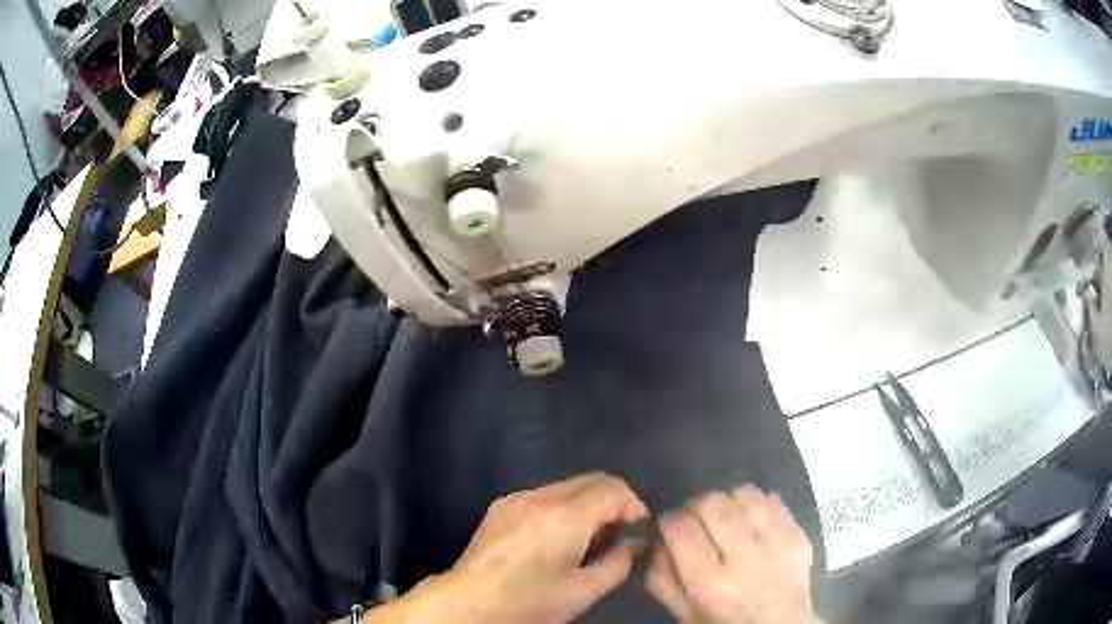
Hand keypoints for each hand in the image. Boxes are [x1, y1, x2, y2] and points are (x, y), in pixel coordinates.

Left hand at [368, 472, 647, 623]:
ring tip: (588, 539)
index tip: (637, 531)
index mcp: (563, 516)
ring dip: (588, 504)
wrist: (468, 602)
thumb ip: (619, 563)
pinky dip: (564, 507)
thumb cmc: (528, 602)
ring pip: (569, 485)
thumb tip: (636, 543)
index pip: (613, 488)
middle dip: (614, 502)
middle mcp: (539, 496)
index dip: (634, 506)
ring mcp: (516, 498)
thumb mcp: (582, 591)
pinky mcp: (501, 505)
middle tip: (617, 535)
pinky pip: (545, 494)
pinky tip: (558, 537)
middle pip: (593, 479)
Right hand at [646, 486, 820, 623]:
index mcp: (711, 585)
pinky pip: (773, 499)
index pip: (681, 529)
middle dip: (694, 507)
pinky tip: (750, 523)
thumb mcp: (684, 615)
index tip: (667, 527)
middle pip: (712, 503)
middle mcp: (747, 560)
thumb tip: (656, 542)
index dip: (667, 521)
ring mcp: (779, 544)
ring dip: (727, 502)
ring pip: (744, 493)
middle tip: (693, 521)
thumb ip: (662, 579)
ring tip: (724, 519)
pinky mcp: (800, 534)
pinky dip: (755, 505)